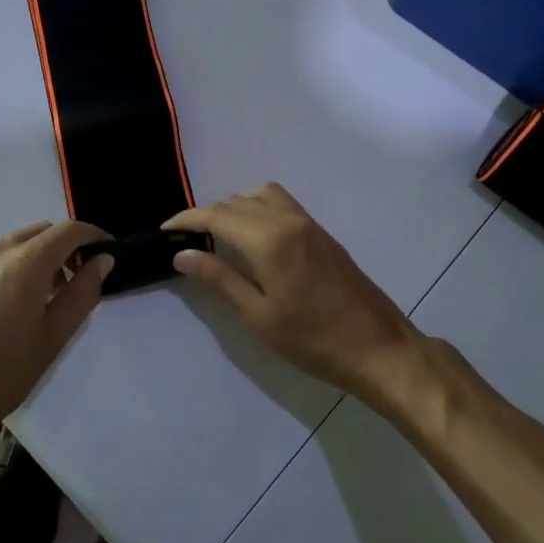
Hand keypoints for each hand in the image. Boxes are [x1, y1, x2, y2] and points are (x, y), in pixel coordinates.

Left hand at [0, 220, 112, 455]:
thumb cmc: (0, 371)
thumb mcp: (52, 337)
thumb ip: (82, 293)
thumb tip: (102, 260)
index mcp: (27, 260)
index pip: (70, 230)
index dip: (96, 237)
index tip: (111, 255)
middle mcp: (1, 249)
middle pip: (46, 231)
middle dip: (70, 246)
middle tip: (85, 280)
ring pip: (23, 241)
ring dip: (46, 255)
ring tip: (56, 295)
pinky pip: (4, 254)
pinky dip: (24, 263)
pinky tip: (25, 301)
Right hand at [164, 183, 425, 400]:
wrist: (378, 347)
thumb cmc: (314, 340)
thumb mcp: (259, 316)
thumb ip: (219, 279)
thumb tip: (182, 254)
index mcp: (269, 240)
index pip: (217, 215)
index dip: (187, 219)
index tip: (165, 230)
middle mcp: (288, 220)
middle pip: (237, 201)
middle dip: (207, 214)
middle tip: (187, 239)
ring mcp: (309, 223)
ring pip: (261, 195)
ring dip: (235, 206)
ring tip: (218, 236)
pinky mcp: (321, 232)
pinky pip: (281, 203)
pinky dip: (257, 208)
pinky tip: (251, 238)